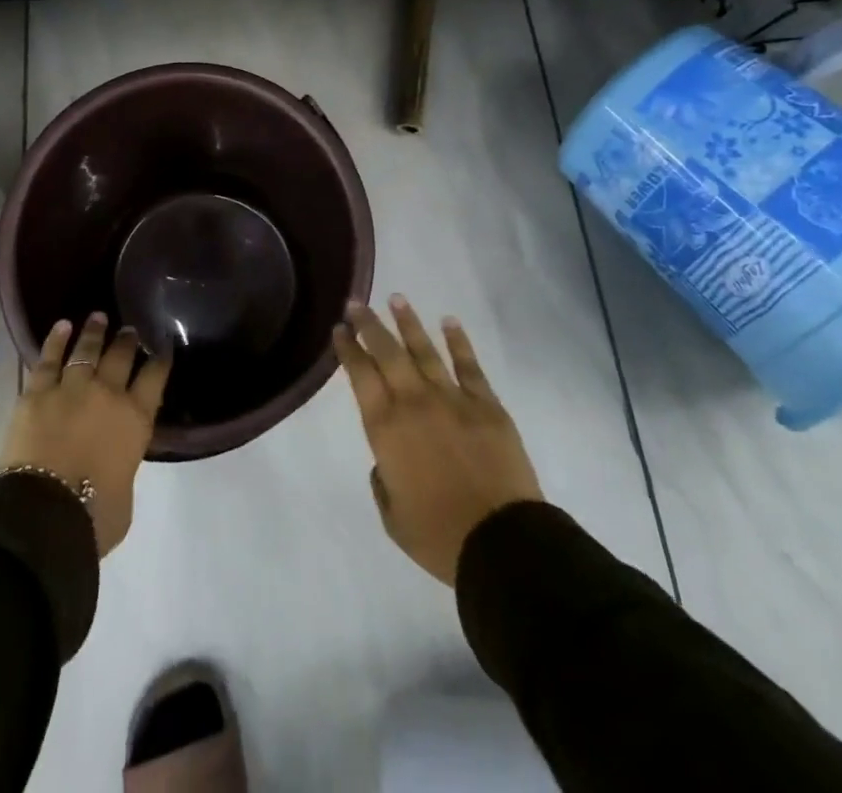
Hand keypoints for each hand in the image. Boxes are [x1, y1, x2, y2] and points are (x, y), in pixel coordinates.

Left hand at [0, 313, 169, 556]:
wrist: (43, 515)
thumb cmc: (93, 518)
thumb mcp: (126, 495)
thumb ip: (124, 466)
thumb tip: (116, 460)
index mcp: (135, 419)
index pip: (155, 377)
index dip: (160, 359)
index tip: (163, 345)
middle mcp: (108, 394)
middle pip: (121, 356)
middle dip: (127, 340)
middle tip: (129, 329)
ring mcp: (71, 388)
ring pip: (86, 351)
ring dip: (94, 332)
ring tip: (99, 316)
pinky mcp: (37, 392)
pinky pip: (48, 359)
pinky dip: (55, 340)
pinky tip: (62, 326)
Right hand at [334, 295, 543, 585]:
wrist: (501, 542)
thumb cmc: (438, 535)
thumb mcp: (392, 516)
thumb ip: (383, 481)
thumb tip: (388, 459)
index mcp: (385, 428)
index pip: (360, 376)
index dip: (348, 350)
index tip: (340, 330)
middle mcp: (414, 402)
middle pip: (387, 353)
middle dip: (369, 325)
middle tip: (357, 303)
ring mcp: (452, 399)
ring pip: (424, 350)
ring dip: (408, 323)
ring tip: (396, 298)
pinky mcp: (486, 404)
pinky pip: (469, 365)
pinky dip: (458, 341)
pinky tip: (449, 321)